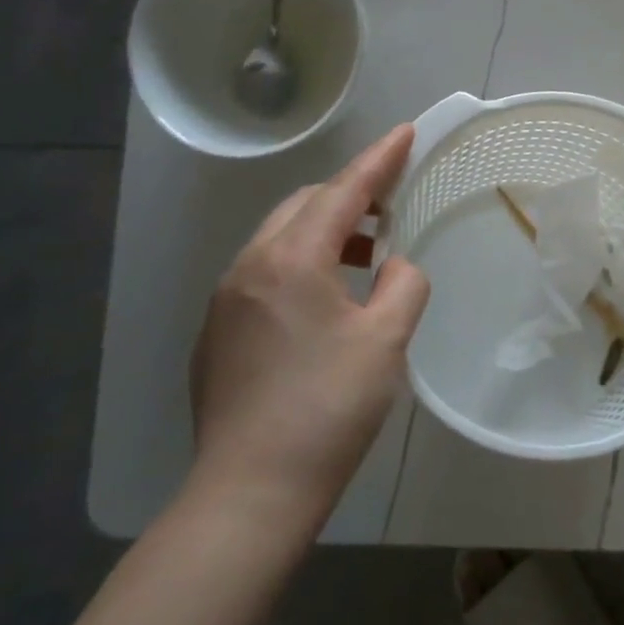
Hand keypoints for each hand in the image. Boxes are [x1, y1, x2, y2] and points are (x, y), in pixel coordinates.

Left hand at [188, 124, 430, 529]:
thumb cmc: (328, 407)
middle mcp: (248, 269)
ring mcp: (225, 302)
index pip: (343, 192)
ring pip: (280, 239)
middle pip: (304, 207)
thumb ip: (404, 284)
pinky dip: (303, 263)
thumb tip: (395, 266)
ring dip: (326, 230)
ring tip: (367, 253)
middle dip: (350, 194)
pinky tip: (329, 298)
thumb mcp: (387, 339)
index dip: (379, 160)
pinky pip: (265, 273)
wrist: (251, 492)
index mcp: (290, 261)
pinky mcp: (218, 335)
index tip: (405, 132)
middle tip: (393, 203)